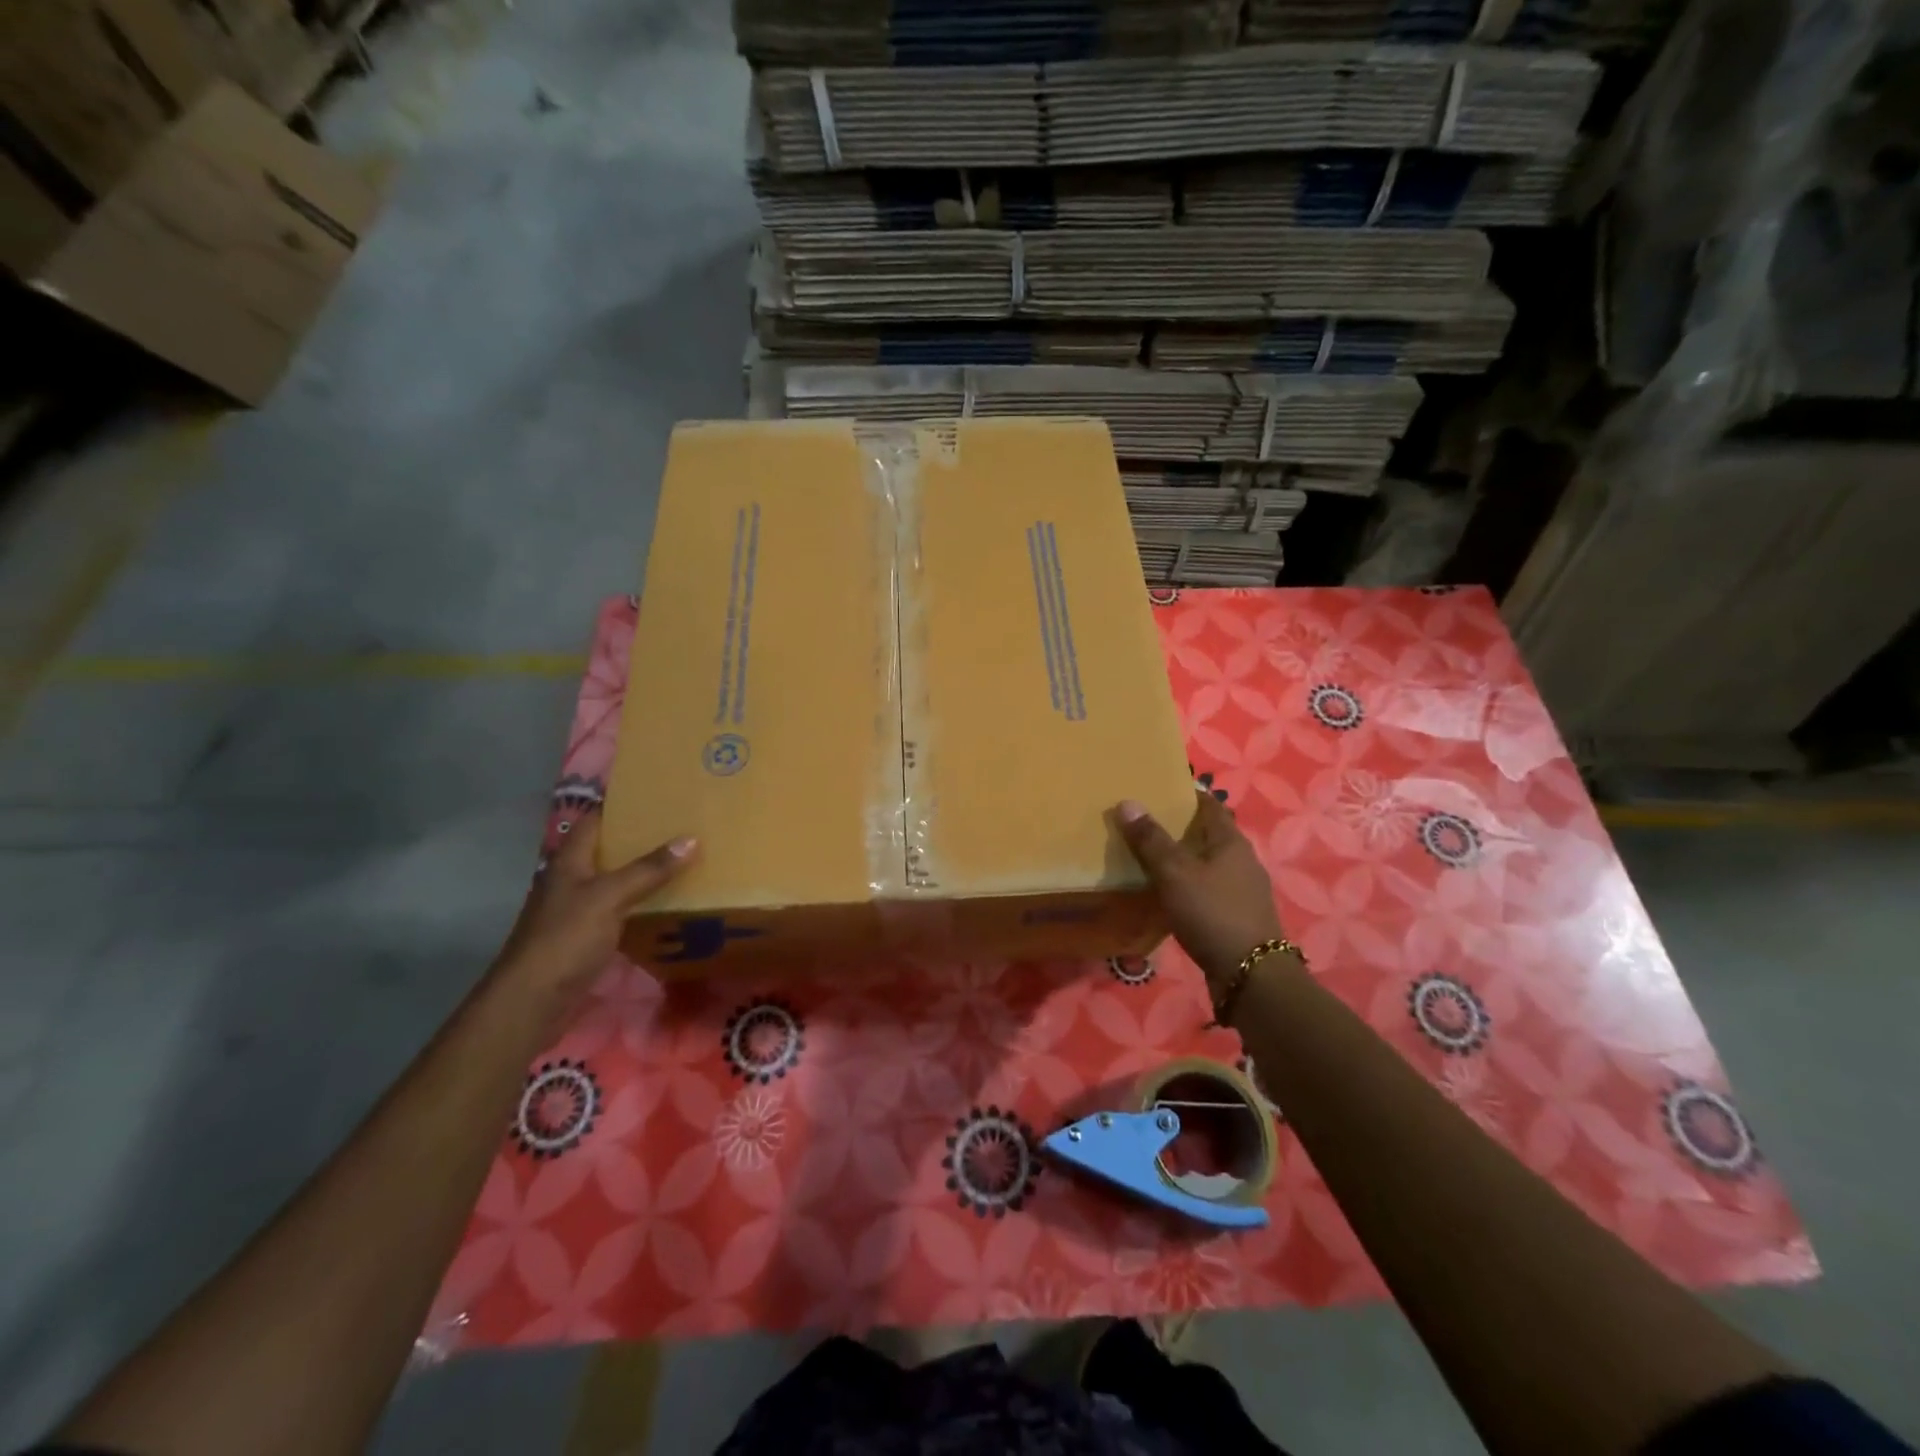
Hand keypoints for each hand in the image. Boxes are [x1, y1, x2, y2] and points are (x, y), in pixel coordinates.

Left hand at [492, 808, 695, 1008]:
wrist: (533, 1000)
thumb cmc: (565, 938)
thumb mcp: (610, 897)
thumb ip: (649, 869)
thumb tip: (691, 839)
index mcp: (570, 862)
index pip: (594, 820)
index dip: (620, 805)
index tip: (656, 794)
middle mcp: (572, 881)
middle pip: (608, 850)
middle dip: (641, 838)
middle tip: (682, 825)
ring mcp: (578, 911)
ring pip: (616, 881)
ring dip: (644, 872)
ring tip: (684, 858)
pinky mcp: (587, 938)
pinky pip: (621, 910)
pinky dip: (642, 903)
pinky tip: (669, 903)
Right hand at [1116, 792, 1286, 987]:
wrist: (1251, 976)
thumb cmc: (1213, 914)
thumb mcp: (1175, 874)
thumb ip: (1151, 840)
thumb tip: (1128, 802)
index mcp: (1230, 842)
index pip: (1208, 804)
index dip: (1185, 793)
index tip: (1156, 789)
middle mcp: (1241, 860)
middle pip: (1207, 833)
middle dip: (1178, 827)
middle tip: (1142, 822)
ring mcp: (1241, 890)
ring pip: (1206, 863)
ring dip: (1181, 858)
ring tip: (1147, 857)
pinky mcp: (1236, 916)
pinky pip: (1206, 889)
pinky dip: (1187, 885)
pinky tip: (1166, 894)